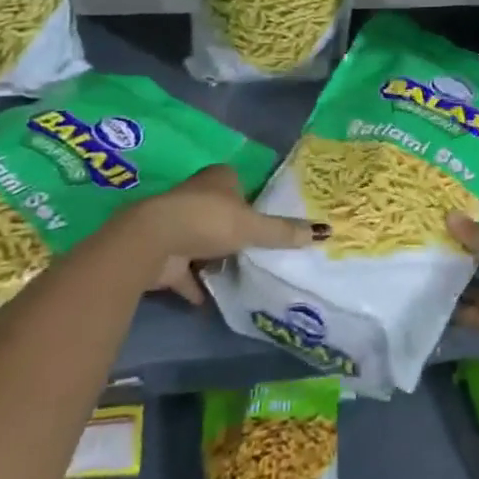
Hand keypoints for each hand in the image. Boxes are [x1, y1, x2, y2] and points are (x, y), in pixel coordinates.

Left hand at [126, 164, 325, 306]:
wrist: (154, 241)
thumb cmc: (208, 220)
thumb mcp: (253, 226)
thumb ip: (283, 232)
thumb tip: (324, 231)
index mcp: (218, 178)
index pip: (239, 184)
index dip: (252, 200)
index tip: (265, 219)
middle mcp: (197, 196)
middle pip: (221, 212)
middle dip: (233, 229)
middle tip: (257, 248)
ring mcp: (178, 225)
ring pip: (202, 240)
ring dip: (214, 256)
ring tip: (239, 272)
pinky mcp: (165, 254)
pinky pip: (185, 272)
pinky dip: (195, 284)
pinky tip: (210, 299)